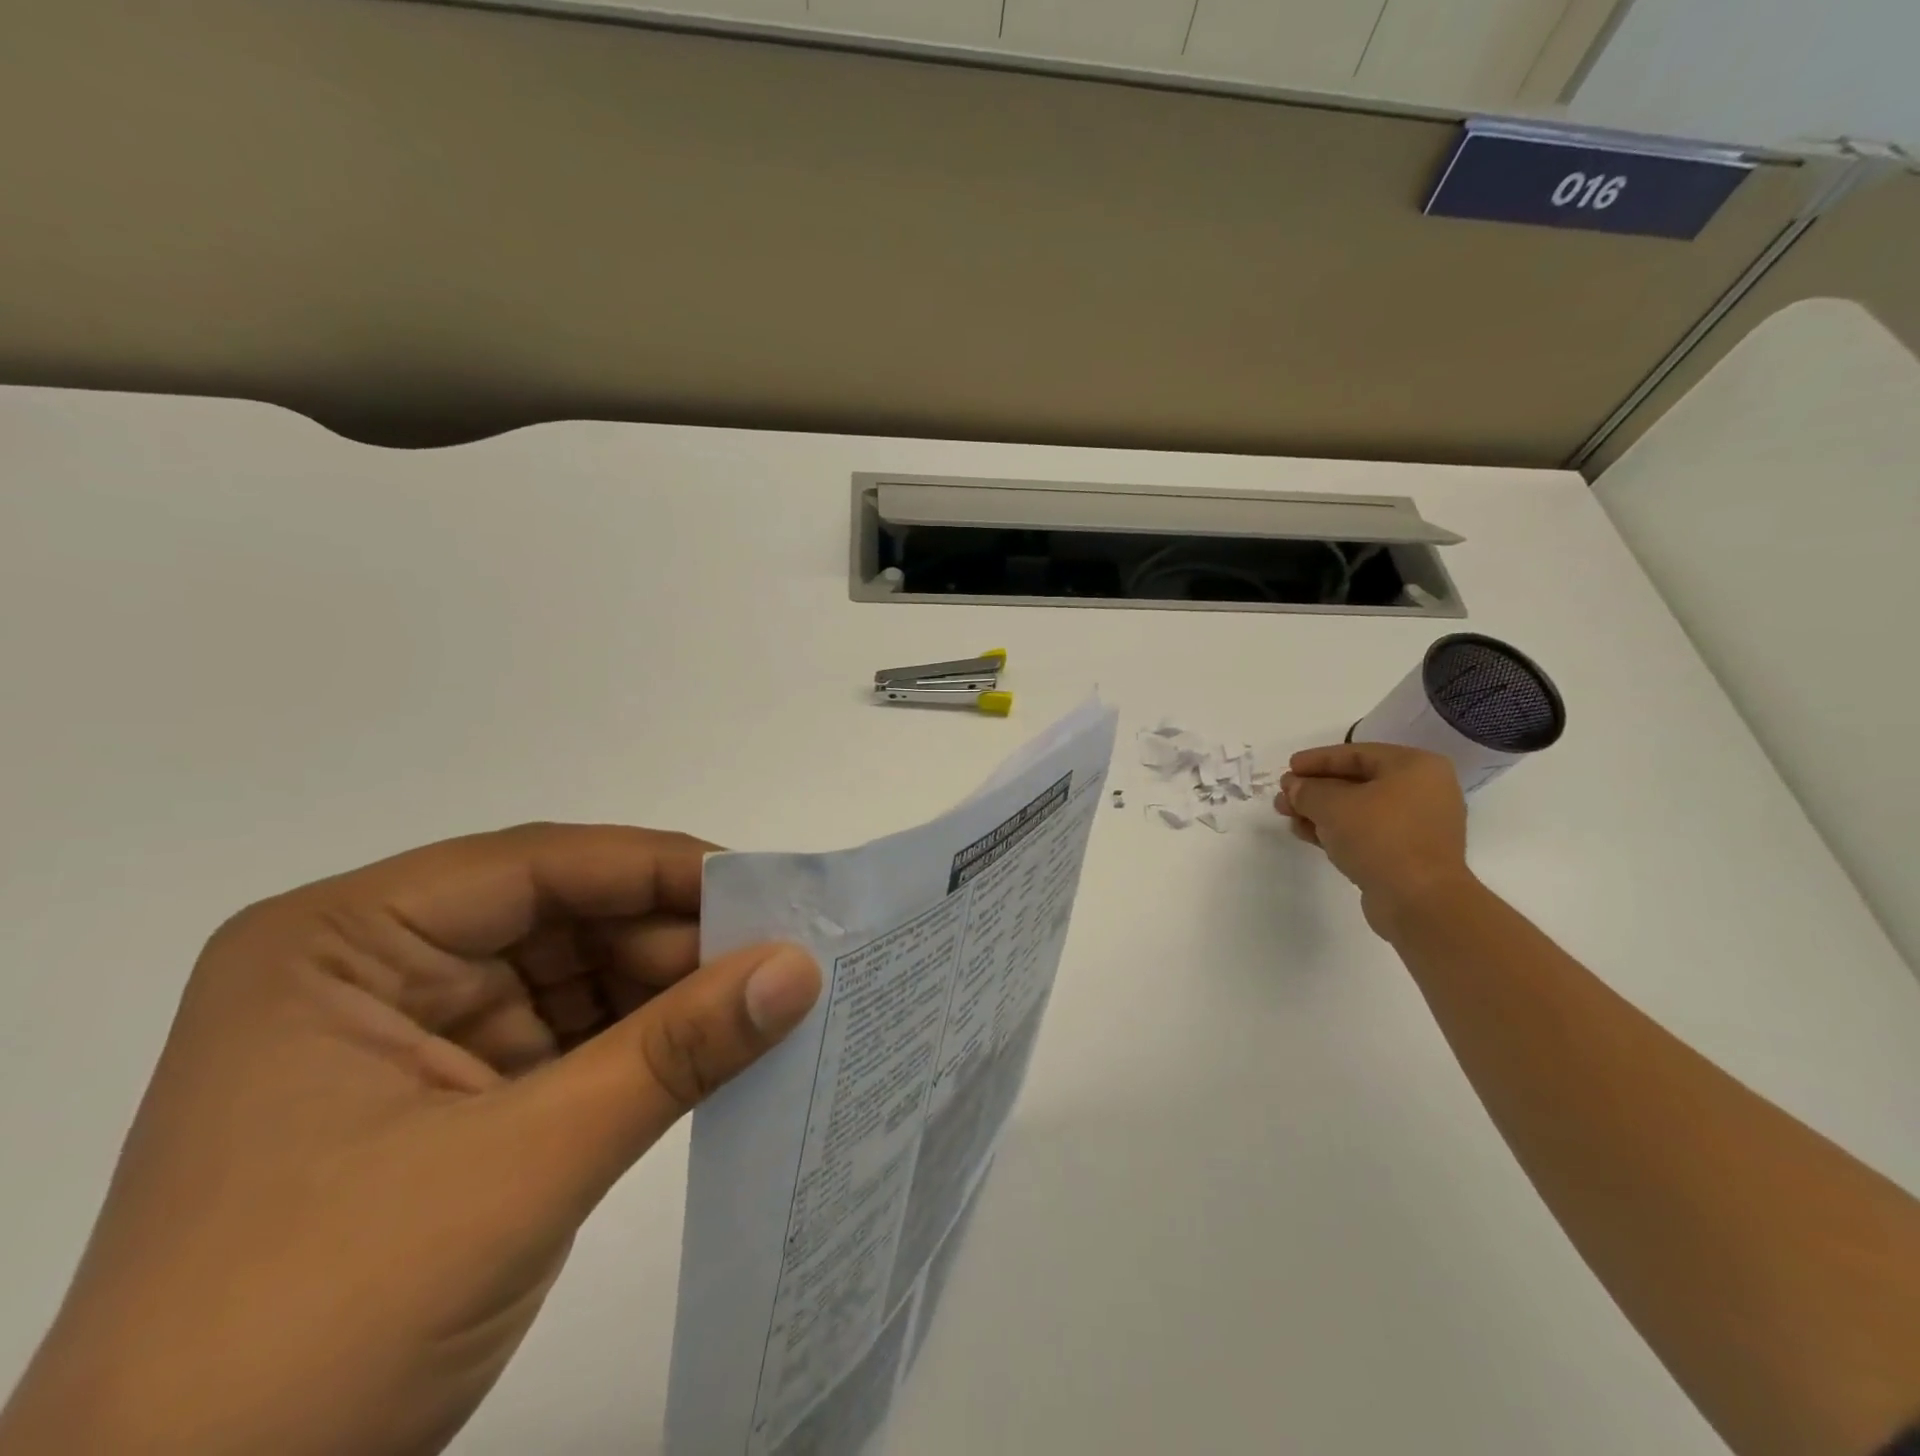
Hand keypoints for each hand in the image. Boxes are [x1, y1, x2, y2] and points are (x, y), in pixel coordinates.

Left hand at [0, 824, 821, 1455]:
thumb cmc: (316, 1329)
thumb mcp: (522, 1165)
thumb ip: (676, 1052)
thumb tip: (801, 968)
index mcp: (344, 943)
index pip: (535, 867)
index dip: (658, 869)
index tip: (767, 887)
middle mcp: (380, 966)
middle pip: (565, 915)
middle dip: (674, 938)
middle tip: (784, 954)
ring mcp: (419, 1032)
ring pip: (582, 973)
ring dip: (672, 990)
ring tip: (769, 998)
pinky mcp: (460, 1095)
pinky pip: (578, 1036)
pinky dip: (650, 1041)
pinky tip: (721, 1044)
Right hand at [1275, 743, 1473, 936]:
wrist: (1419, 900)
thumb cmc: (1380, 837)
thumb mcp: (1332, 805)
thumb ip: (1307, 790)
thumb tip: (1294, 787)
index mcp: (1416, 767)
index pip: (1357, 754)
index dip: (1317, 759)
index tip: (1288, 768)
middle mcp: (1423, 791)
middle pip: (1357, 782)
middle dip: (1315, 789)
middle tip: (1283, 795)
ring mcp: (1417, 825)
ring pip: (1358, 809)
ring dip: (1320, 811)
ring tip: (1286, 815)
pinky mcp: (1407, 854)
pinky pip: (1366, 832)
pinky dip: (1336, 830)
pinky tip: (1306, 834)